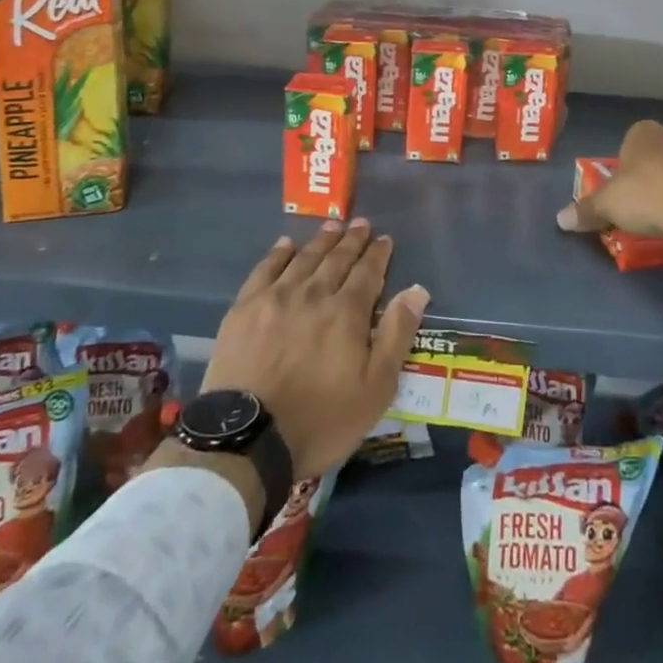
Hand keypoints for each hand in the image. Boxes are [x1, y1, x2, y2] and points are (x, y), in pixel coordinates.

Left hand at [202, 218, 430, 480]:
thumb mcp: (375, 388)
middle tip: (361, 223)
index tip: (385, 239)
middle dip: (352, 240)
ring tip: (332, 225)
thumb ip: (397, 334)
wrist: (248, 439)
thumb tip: (417, 290)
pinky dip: (279, 254)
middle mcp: (314, 293)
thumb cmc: (321, 420)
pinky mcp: (245, 308)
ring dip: (322, 240)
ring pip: (305, 258)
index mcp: (347, 312)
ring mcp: (276, 297)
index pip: (368, 272)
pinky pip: (266, 269)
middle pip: (337, 259)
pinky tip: (286, 244)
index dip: (378, 254)